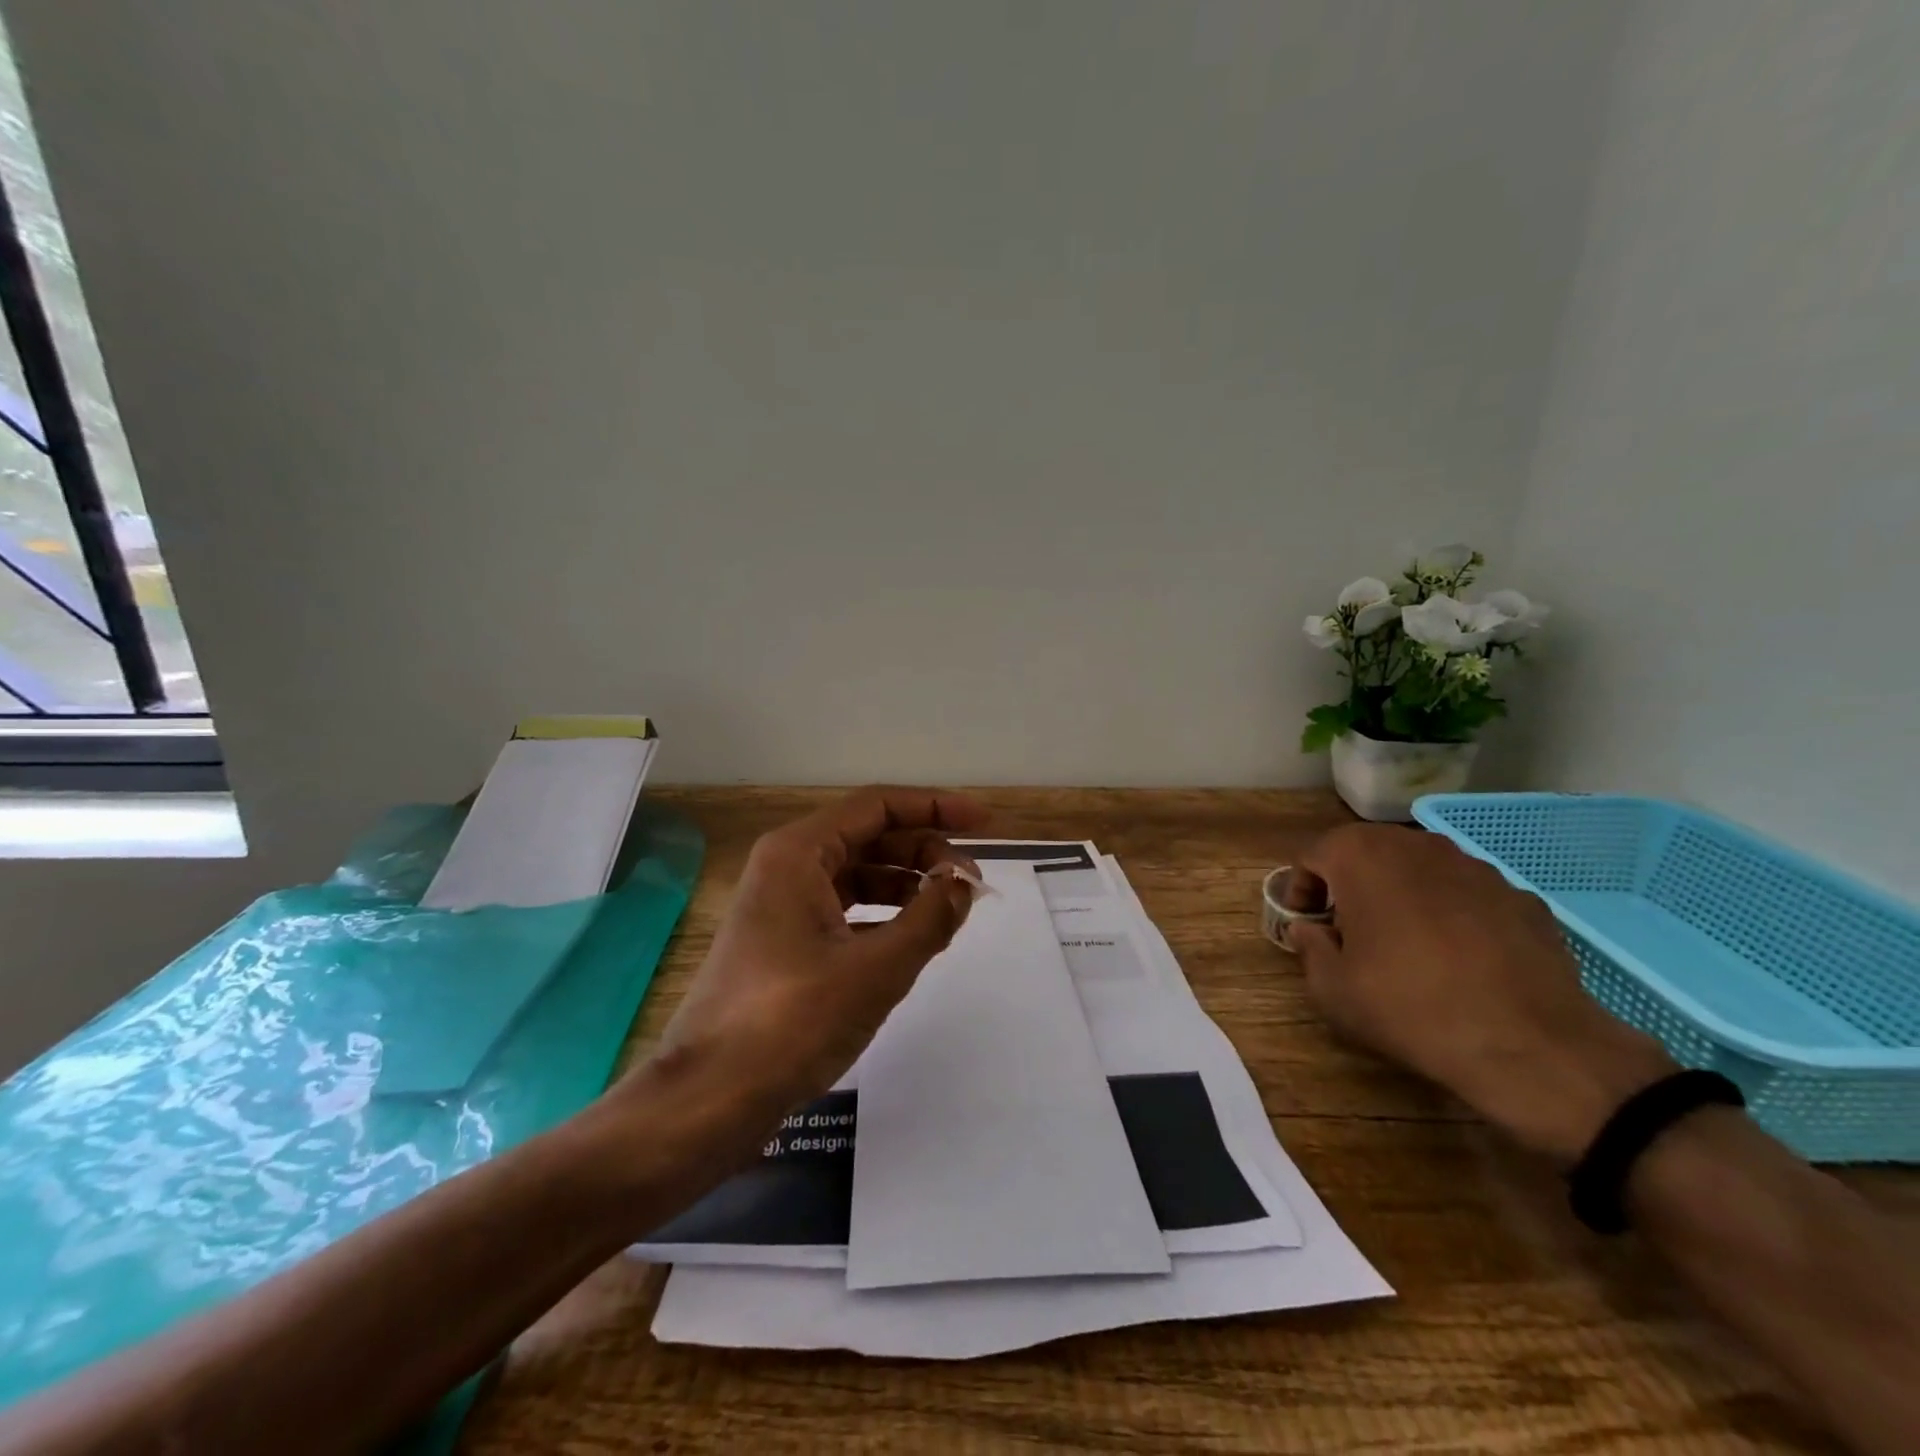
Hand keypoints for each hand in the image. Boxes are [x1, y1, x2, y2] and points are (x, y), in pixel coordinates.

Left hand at [636, 787, 988, 1151]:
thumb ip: (930, 918)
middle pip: (869, 837)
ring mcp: (782, 906)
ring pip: (858, 876)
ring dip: (907, 885)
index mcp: (798, 852)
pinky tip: (914, 939)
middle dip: (924, 852)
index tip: (984, 823)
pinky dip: (884, 917)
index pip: (878, 806)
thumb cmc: (792, 1021)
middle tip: (971, 884)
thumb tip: (964, 882)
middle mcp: (787, 867)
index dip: (935, 808)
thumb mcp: (876, 968)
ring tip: (951, 910)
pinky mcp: (784, 943)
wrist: (709, 1099)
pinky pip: (845, 911)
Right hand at [1284, 825, 1674, 1163]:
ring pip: (1420, 870)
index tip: (1308, 926)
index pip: (1314, 855)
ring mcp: (1476, 867)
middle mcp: (1417, 845)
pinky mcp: (1521, 897)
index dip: (1302, 890)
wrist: (1529, 1045)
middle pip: (1367, 853)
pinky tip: (1461, 961)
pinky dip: (1453, 915)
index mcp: (1362, 856)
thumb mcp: (1332, 989)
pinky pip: (1468, 896)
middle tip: (1349, 932)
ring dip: (1402, 896)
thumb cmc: (1409, 1006)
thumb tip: (1310, 930)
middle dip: (1351, 886)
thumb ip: (1309, 947)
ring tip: (1407, 947)